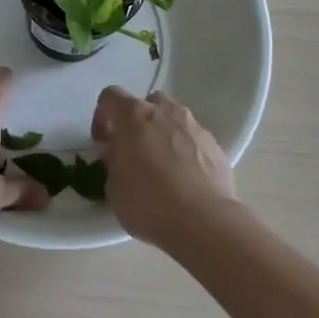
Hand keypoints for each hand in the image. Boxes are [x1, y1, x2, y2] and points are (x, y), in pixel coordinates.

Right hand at [92, 86, 238, 248]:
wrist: (204, 221)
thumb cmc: (149, 203)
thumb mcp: (113, 189)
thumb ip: (113, 162)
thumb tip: (119, 153)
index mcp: (134, 116)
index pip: (111, 96)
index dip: (103, 115)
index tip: (104, 142)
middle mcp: (165, 112)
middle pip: (148, 103)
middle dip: (138, 123)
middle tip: (134, 152)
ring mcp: (194, 126)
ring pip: (174, 119)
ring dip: (164, 135)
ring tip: (162, 167)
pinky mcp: (215, 145)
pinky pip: (193, 140)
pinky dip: (186, 152)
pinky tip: (185, 180)